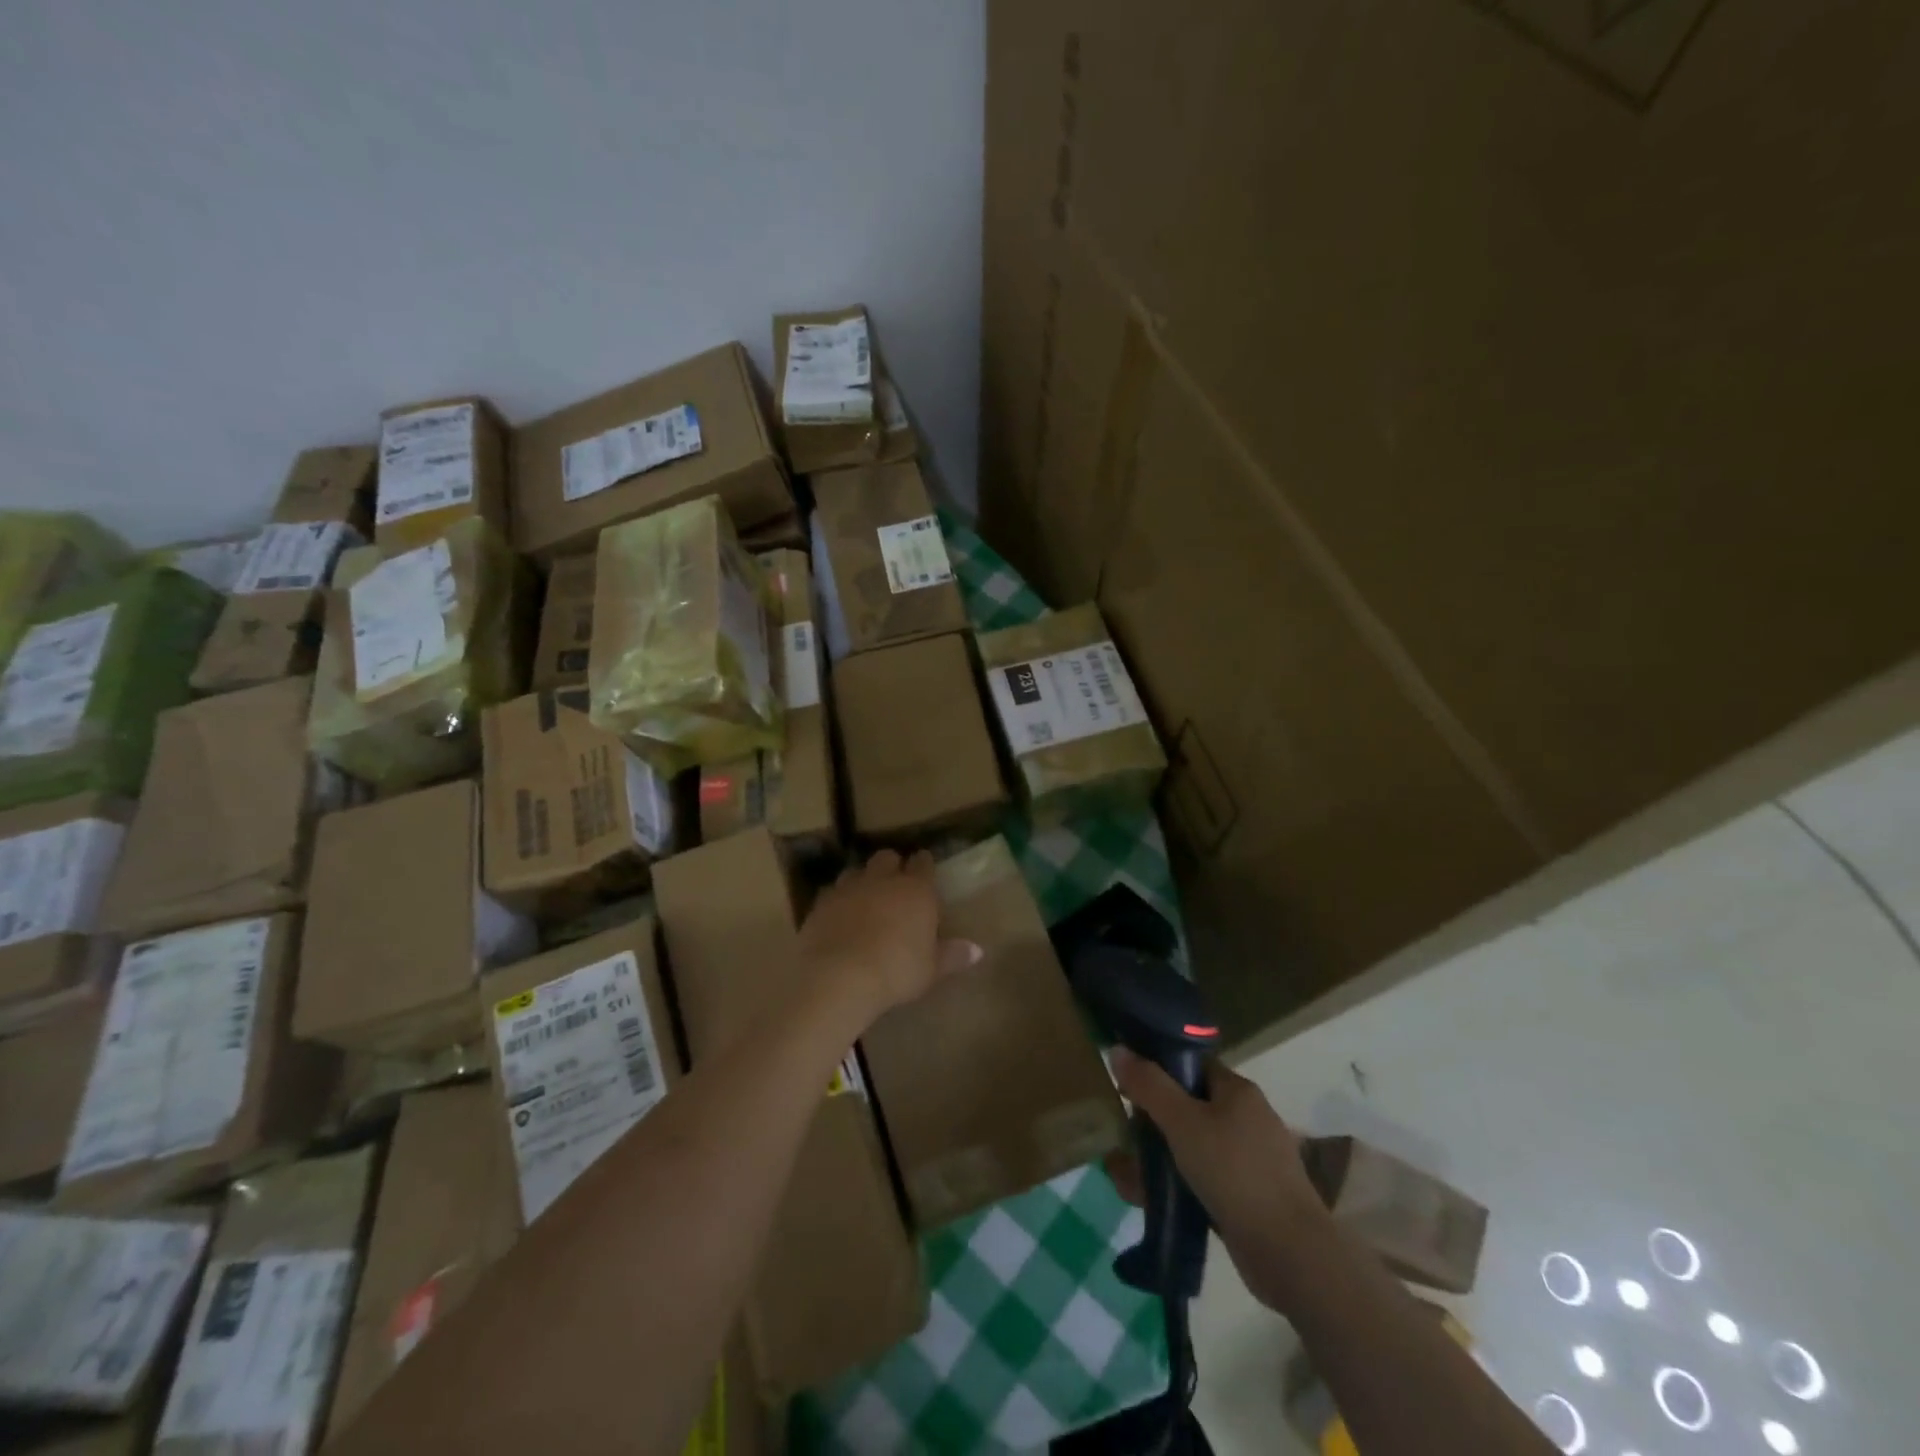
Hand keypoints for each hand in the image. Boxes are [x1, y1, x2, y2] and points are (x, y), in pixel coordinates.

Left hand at [799, 850, 981, 1024]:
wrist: (839, 976)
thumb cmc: (896, 971)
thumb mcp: (930, 969)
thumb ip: (951, 955)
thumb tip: (977, 950)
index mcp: (915, 890)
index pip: (923, 863)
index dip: (924, 865)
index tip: (925, 869)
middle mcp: (882, 880)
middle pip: (887, 858)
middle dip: (891, 866)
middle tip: (894, 884)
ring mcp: (848, 888)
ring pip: (856, 870)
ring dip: (862, 880)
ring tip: (864, 898)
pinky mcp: (821, 903)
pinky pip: (831, 893)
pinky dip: (837, 901)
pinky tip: (838, 916)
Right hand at [1106, 1050, 1329, 1312]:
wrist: (1290, 1254)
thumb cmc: (1234, 1173)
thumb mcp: (1182, 1122)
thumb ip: (1149, 1085)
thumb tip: (1117, 1049)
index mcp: (1237, 1090)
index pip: (1192, 1065)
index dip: (1158, 1070)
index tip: (1126, 1087)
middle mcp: (1247, 1118)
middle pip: (1189, 1106)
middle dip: (1153, 1122)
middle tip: (1123, 1137)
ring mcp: (1251, 1160)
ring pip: (1194, 1146)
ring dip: (1160, 1158)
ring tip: (1126, 1176)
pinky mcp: (1249, 1197)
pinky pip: (1204, 1179)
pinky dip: (1178, 1185)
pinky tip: (1151, 1200)